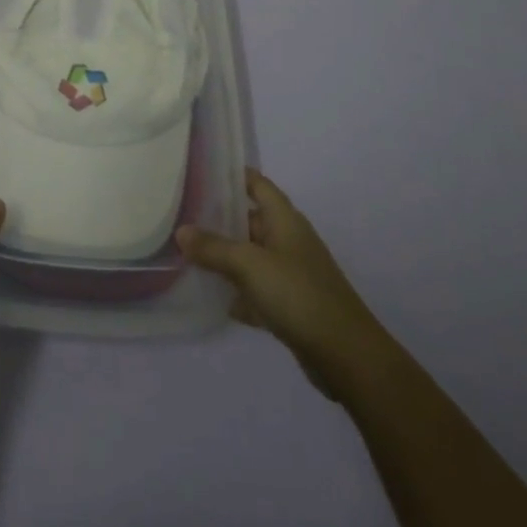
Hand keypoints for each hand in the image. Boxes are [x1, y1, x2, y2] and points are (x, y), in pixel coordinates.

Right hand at [177, 169, 374, 391]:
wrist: (346, 356)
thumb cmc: (298, 294)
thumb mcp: (249, 265)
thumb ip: (213, 248)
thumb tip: (181, 231)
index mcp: (285, 220)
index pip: (257, 184)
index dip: (233, 175)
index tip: (201, 171)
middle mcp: (288, 241)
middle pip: (249, 221)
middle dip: (218, 219)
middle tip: (181, 215)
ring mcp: (290, 275)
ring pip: (250, 257)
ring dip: (224, 258)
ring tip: (186, 253)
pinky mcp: (290, 307)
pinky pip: (256, 290)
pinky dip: (236, 293)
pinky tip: (211, 298)